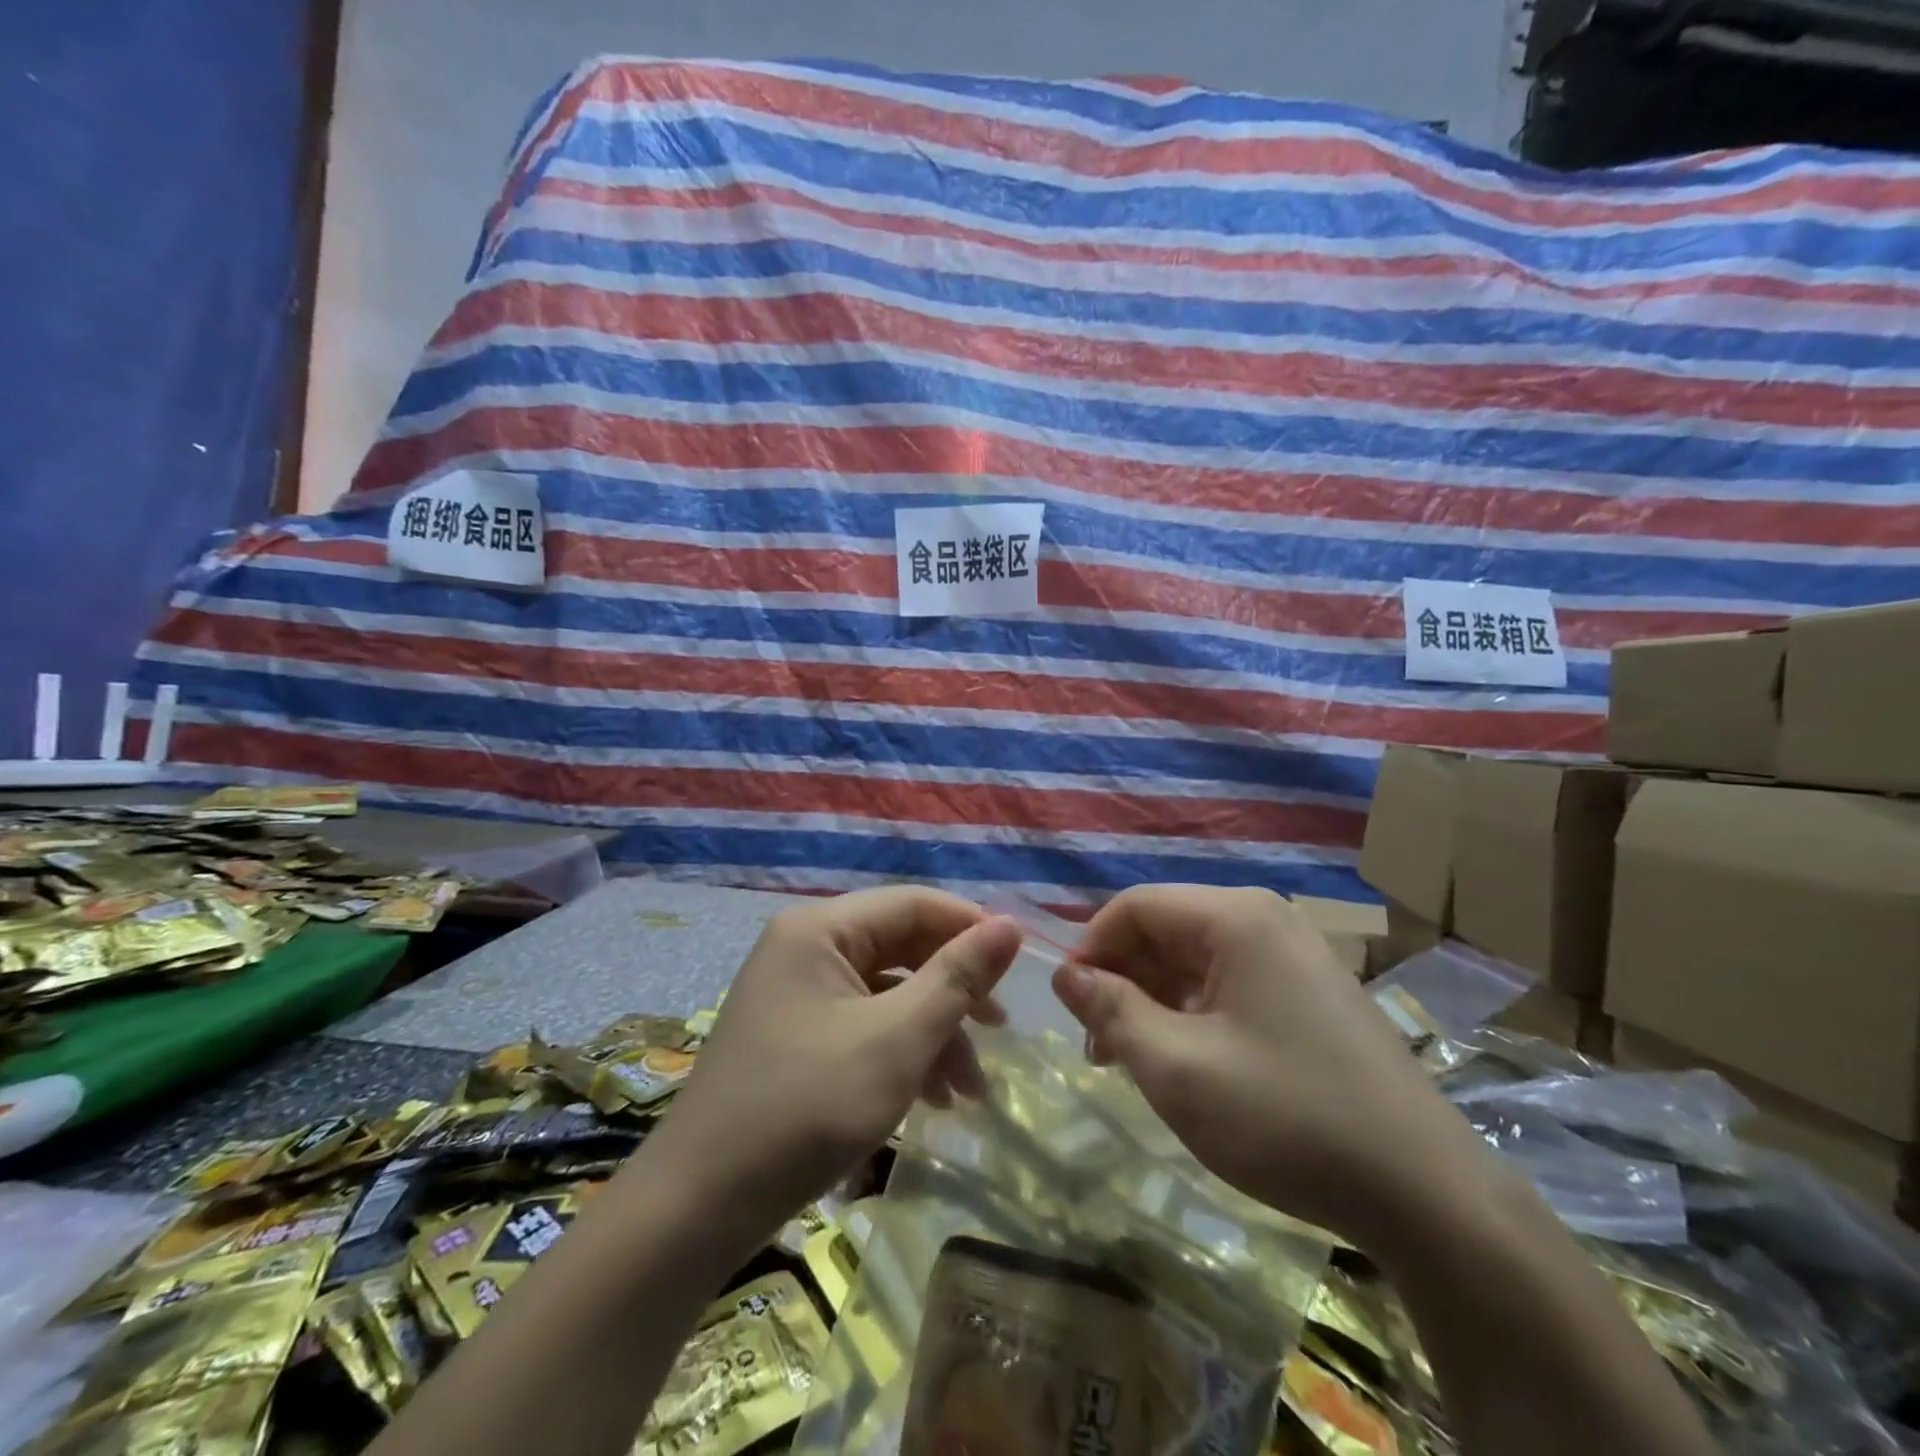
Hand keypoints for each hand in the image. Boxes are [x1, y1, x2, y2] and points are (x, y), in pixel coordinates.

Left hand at [647, 888, 1021, 1240]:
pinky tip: (932, 1099)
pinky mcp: (794, 1037)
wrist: (696, 1208)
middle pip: (900, 947)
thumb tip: (1010, 925)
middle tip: (1001, 1031)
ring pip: (886, 993)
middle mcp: (805, 947)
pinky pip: (861, 1025)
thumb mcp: (896, 1039)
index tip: (1020, 967)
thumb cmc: (805, 1107)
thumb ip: (957, 977)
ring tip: (970, 1090)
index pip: (914, 904)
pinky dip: (900, 1053)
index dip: (971, 928)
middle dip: (953, 991)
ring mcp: (795, 993)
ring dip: (933, 1032)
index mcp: (821, 928)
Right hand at [1053, 885, 1484, 1246]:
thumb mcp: (1177, 1069)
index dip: (1090, 948)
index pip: (1135, 906)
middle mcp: (1265, 920)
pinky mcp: (1308, 995)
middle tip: (1100, 1048)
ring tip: (1136, 1063)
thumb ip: (1111, 1012)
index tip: (1070, 1009)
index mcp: (1236, 917)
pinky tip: (1186, 1065)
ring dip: (1155, 1004)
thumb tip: (1066, 974)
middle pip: (1165, 930)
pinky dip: (1193, 1016)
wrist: (1426, 1195)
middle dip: (1123, 981)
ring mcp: (1293, 957)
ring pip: (1195, 961)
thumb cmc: (1287, 1118)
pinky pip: (1229, 986)